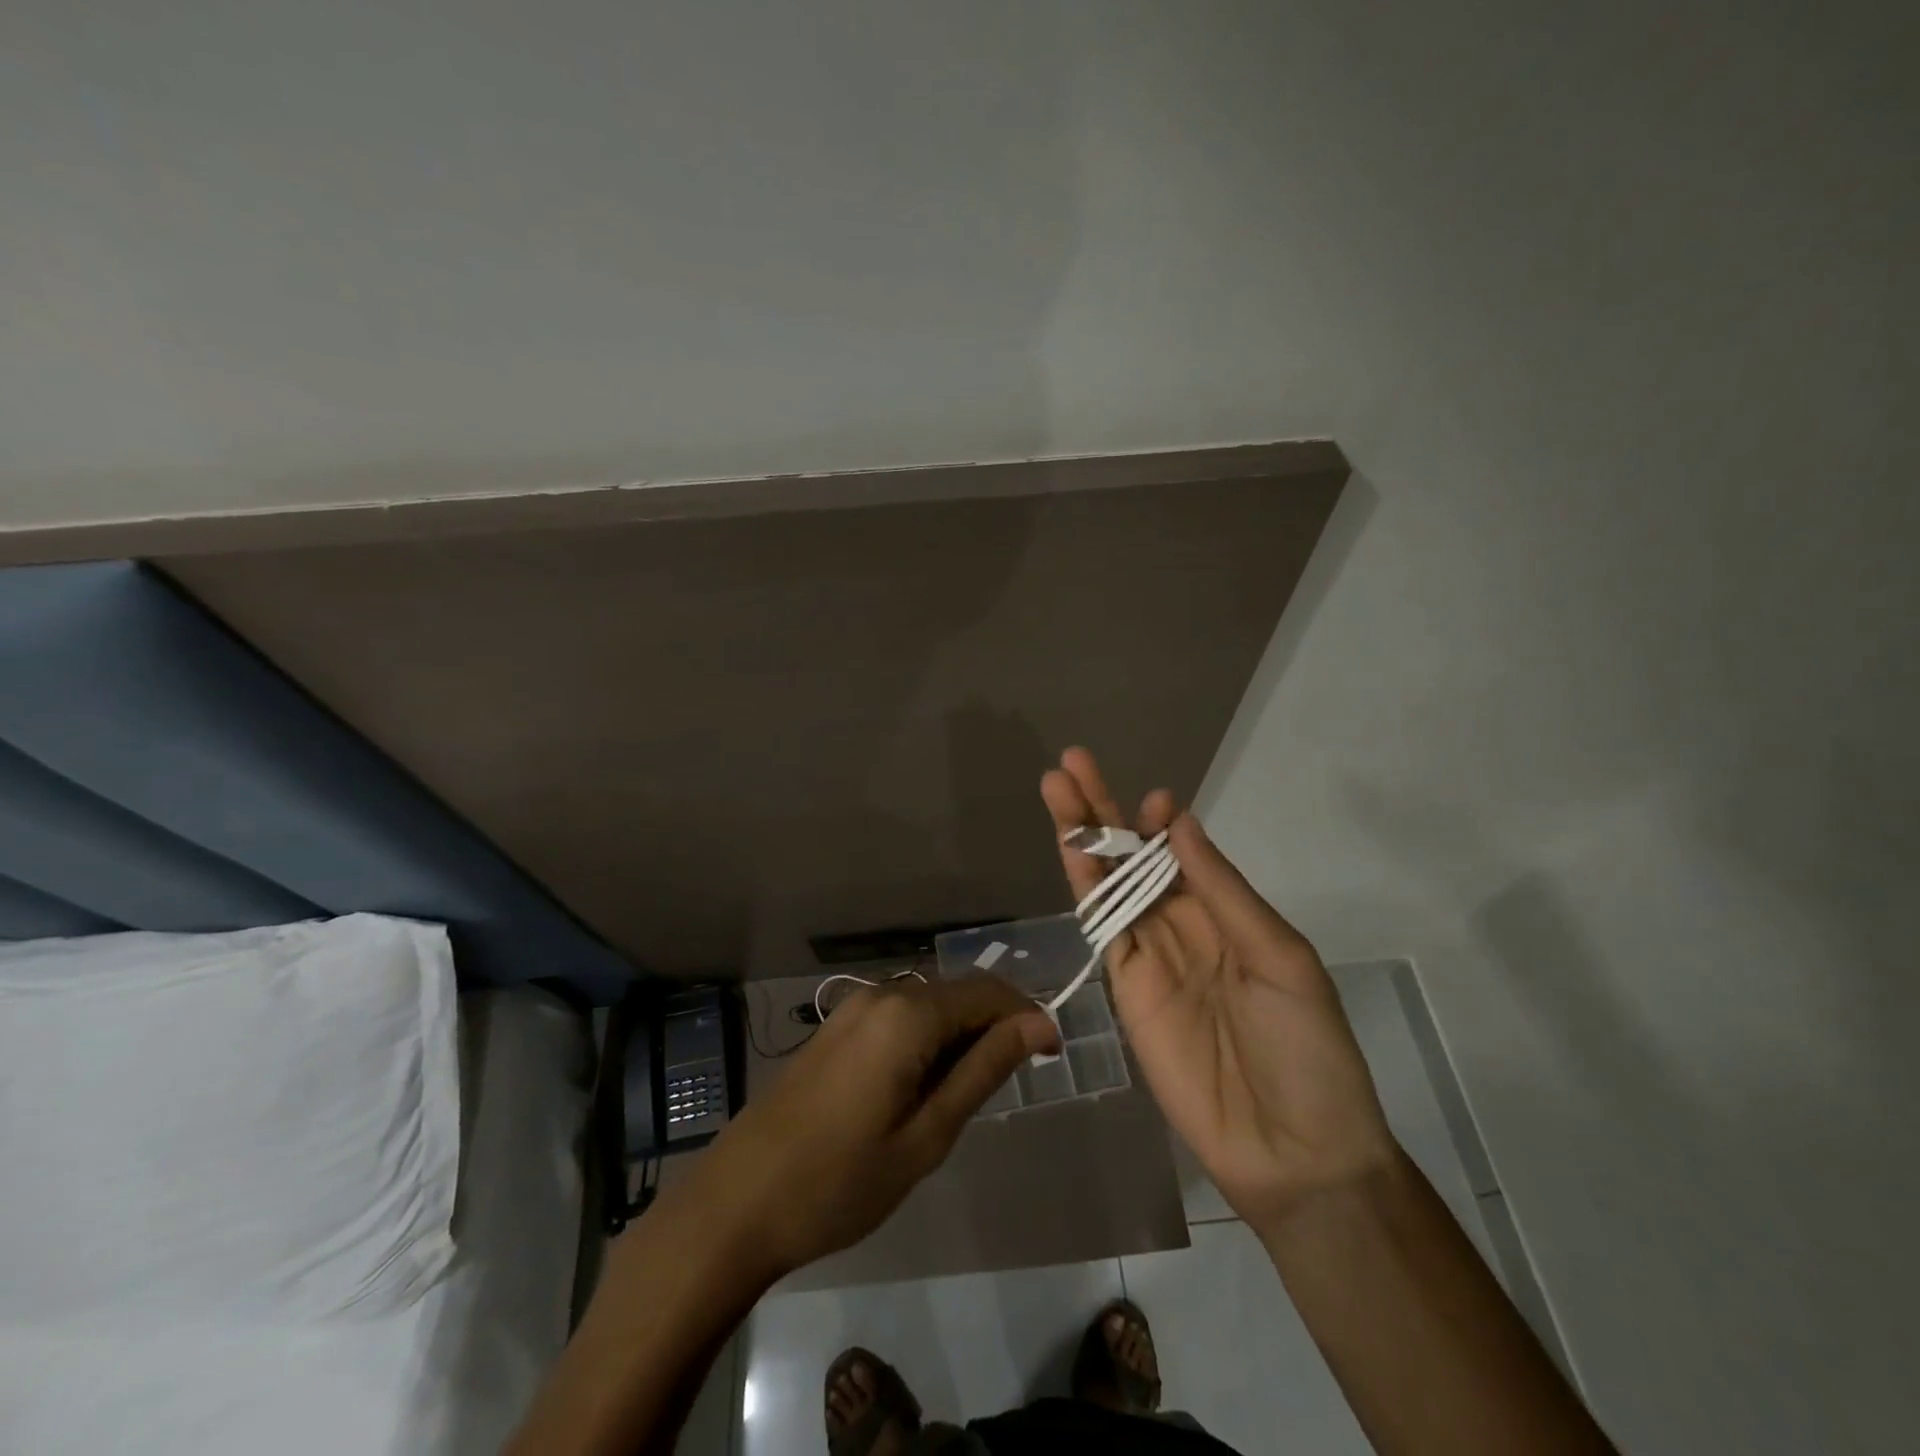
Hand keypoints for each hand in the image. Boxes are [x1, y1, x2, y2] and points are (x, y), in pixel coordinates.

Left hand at [683, 976, 1059, 1281]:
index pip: (987, 993)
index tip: (1053, 1055)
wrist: (737, 1203)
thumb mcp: (926, 1135)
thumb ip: (983, 1070)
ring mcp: (852, 1009)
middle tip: (1015, 1081)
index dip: (1026, 1016)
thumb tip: (1037, 1026)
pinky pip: (898, 1018)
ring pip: (928, 1005)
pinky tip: (924, 1086)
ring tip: (970, 1093)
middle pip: (957, 993)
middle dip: (995, 1025)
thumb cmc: (840, 1181)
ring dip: (960, 1034)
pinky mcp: (835, 1029)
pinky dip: (927, 1040)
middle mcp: (881, 995)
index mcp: (907, 1015)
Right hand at [1041, 748, 1396, 1233]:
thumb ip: (1222, 890)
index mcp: (1228, 913)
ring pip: (1108, 883)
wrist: (1291, 1149)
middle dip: (1103, 811)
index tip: (1152, 798)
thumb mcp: (1280, 958)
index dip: (1161, 822)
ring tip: (1055, 788)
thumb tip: (1180, 821)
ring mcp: (1150, 955)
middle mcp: (1184, 924)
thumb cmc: (1306, 1049)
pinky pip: (1101, 929)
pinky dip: (1083, 888)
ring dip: (1082, 837)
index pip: (1181, 852)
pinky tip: (1070, 852)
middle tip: (1071, 762)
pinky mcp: (1125, 989)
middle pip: (1133, 857)